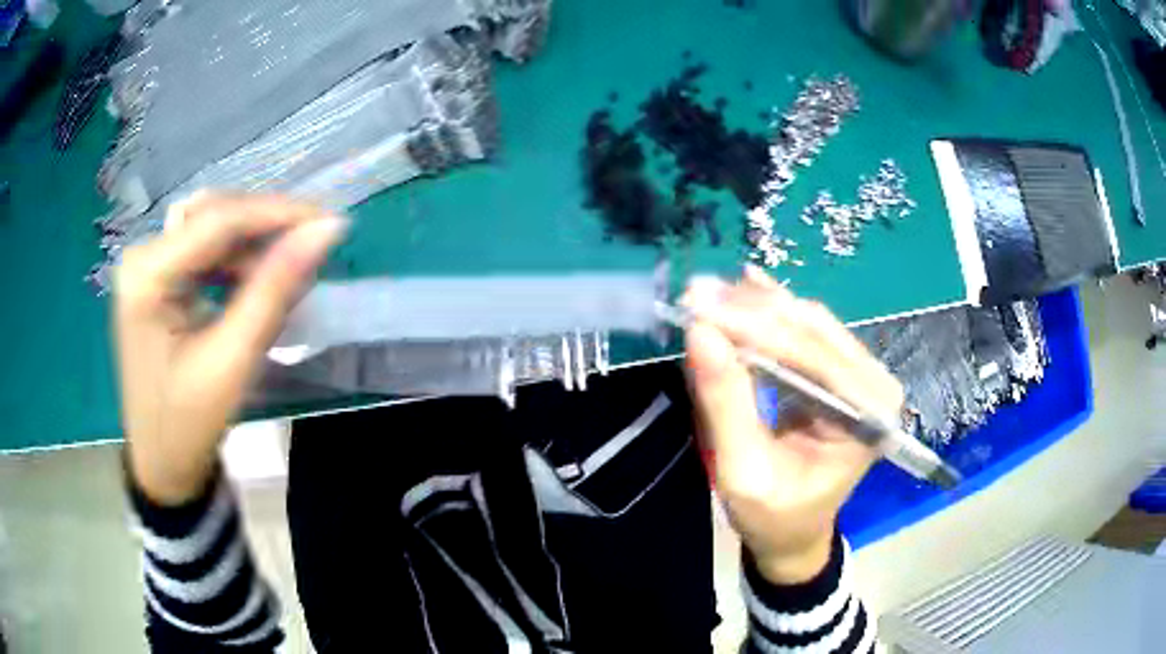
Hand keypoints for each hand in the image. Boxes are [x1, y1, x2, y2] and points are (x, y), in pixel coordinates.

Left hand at [114, 193, 346, 505]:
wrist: (162, 464)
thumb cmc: (190, 422)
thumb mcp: (234, 359)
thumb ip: (275, 290)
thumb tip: (325, 232)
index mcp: (147, 275)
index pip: (217, 220)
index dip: (278, 213)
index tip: (331, 222)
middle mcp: (142, 257)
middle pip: (212, 216)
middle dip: (264, 228)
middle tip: (310, 250)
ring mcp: (148, 266)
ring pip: (211, 228)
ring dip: (252, 246)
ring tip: (286, 276)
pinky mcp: (158, 279)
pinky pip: (204, 251)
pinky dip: (236, 262)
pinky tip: (256, 284)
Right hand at [684, 267, 902, 583]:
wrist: (792, 535)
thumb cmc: (773, 517)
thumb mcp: (743, 471)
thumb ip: (726, 404)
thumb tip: (700, 333)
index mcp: (869, 416)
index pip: (813, 356)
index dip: (756, 328)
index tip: (701, 307)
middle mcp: (874, 386)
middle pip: (813, 331)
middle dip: (752, 312)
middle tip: (696, 295)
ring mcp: (860, 376)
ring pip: (807, 325)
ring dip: (755, 308)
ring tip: (706, 294)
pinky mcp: (840, 374)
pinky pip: (803, 335)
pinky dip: (767, 316)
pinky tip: (743, 290)